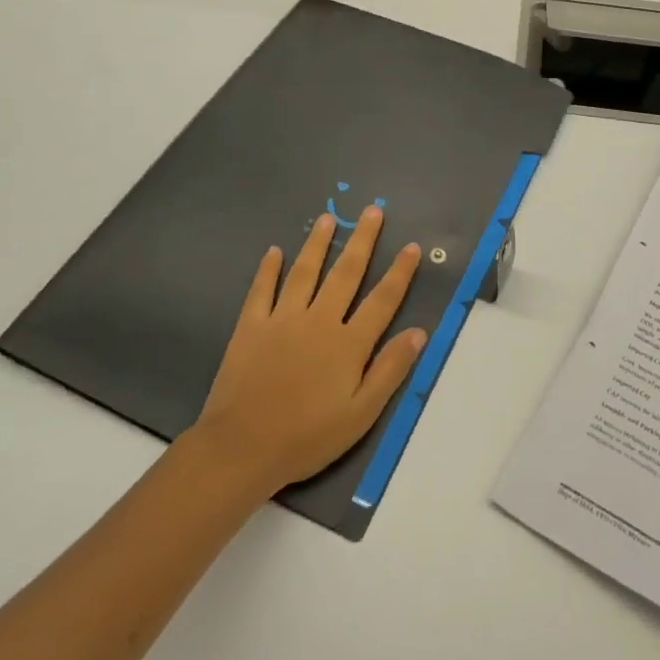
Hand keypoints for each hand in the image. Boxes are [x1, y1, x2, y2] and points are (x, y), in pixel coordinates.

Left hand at [190, 208, 426, 497]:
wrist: (241, 449)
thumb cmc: (307, 437)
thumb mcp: (360, 414)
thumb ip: (390, 370)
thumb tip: (418, 332)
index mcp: (348, 343)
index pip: (382, 300)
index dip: (400, 273)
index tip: (412, 247)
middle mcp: (319, 321)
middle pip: (345, 274)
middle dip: (362, 241)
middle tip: (372, 211)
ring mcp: (282, 320)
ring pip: (304, 272)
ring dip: (318, 244)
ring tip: (328, 219)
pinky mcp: (251, 327)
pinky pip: (261, 290)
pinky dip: (268, 270)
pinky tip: (274, 251)